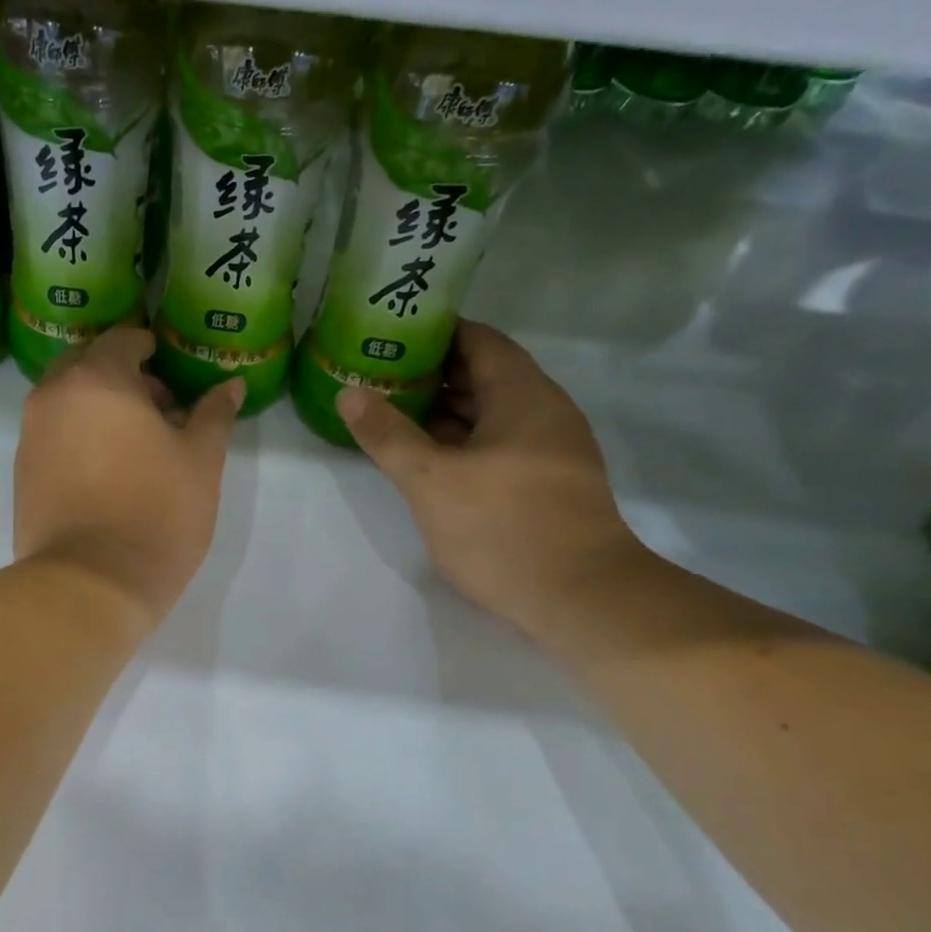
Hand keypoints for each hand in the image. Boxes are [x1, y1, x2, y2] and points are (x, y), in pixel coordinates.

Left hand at [15, 328, 243, 625]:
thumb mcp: (200, 461)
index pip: (122, 340)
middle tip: (157, 405)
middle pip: (86, 363)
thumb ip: (214, 414)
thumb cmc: (156, 512)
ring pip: (65, 399)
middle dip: (120, 373)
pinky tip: (107, 468)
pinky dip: (77, 433)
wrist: (90, 583)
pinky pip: (52, 433)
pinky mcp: (21, 472)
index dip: (149, 346)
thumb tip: (230, 384)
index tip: (169, 364)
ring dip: (97, 404)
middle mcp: (53, 396)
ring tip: (135, 441)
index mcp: (97, 379)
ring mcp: (30, 435)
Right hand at [338, 320, 654, 643]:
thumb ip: (388, 434)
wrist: (580, 599)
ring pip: (490, 414)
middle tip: (378, 374)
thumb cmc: (504, 528)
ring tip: (391, 410)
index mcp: (523, 396)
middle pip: (485, 375)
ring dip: (444, 410)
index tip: (391, 334)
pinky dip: (461, 440)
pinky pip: (498, 444)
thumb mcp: (431, 480)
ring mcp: (549, 450)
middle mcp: (543, 413)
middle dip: (432, 372)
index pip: (480, 340)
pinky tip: (427, 457)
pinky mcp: (546, 484)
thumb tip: (349, 393)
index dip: (435, 332)